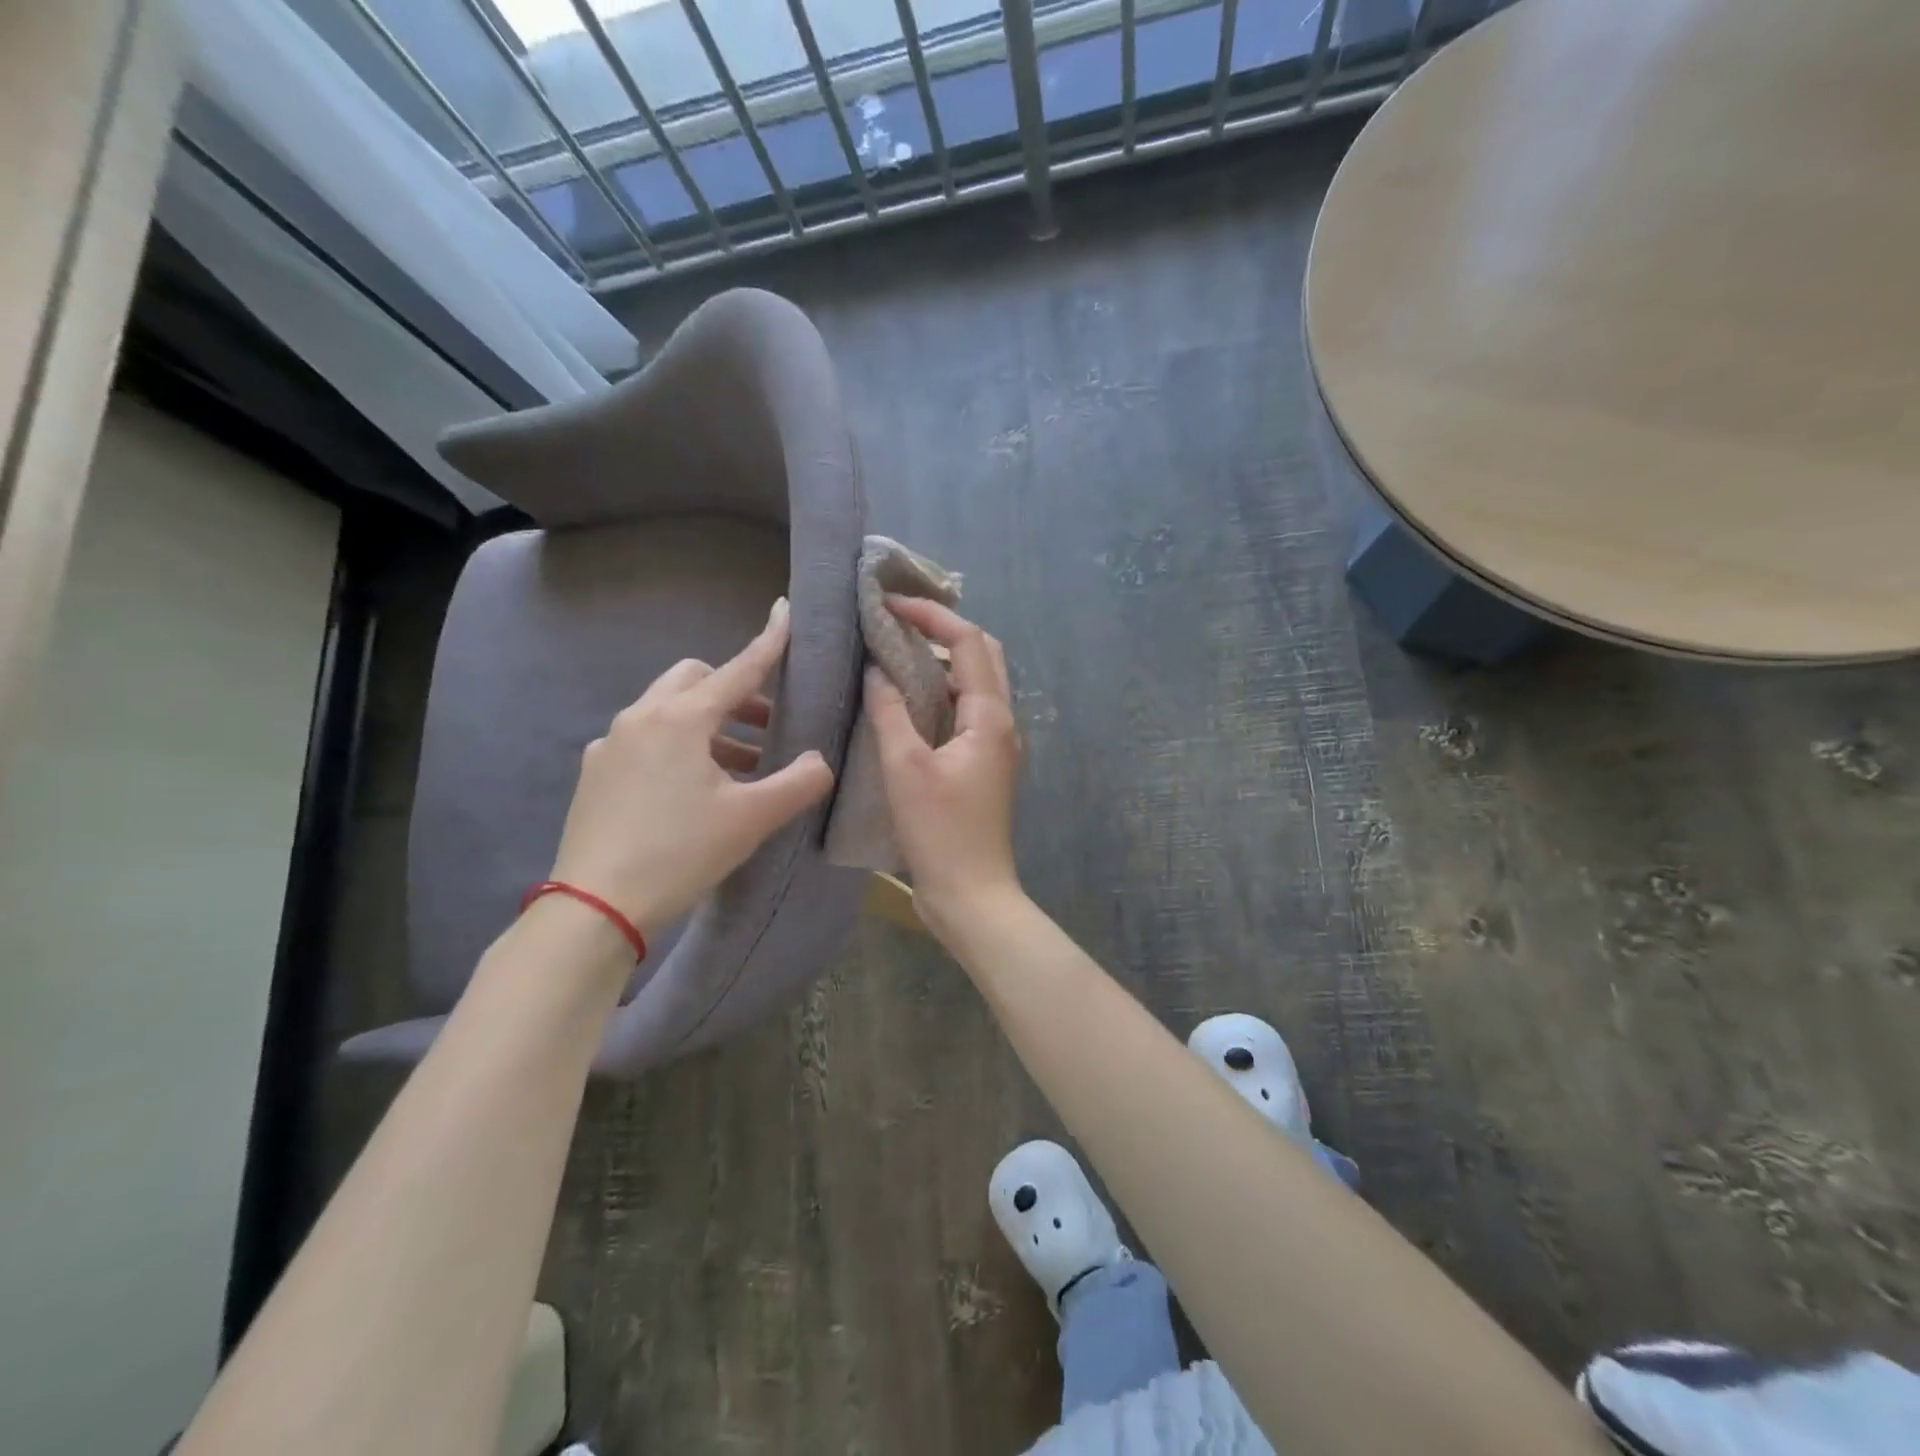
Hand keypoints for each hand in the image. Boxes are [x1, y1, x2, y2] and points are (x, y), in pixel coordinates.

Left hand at [548, 597, 834, 937]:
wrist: (595, 907)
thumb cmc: (681, 852)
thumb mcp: (751, 819)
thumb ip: (797, 783)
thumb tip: (819, 761)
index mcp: (682, 719)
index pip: (738, 669)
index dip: (768, 643)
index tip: (785, 612)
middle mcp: (642, 717)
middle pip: (695, 681)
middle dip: (733, 691)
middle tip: (765, 724)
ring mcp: (611, 744)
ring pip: (667, 710)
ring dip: (708, 724)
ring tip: (739, 766)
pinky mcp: (595, 772)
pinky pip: (644, 740)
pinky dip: (676, 746)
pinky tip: (690, 787)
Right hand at [865, 598, 1023, 931]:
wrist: (972, 895)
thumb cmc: (940, 832)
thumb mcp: (906, 768)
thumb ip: (890, 713)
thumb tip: (876, 670)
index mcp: (991, 717)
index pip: (969, 642)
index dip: (932, 616)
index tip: (891, 605)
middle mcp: (1002, 724)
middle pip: (982, 656)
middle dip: (944, 631)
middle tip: (898, 623)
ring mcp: (995, 746)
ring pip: (975, 685)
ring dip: (942, 662)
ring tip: (897, 653)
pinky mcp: (983, 766)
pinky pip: (965, 713)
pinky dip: (940, 695)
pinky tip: (907, 702)